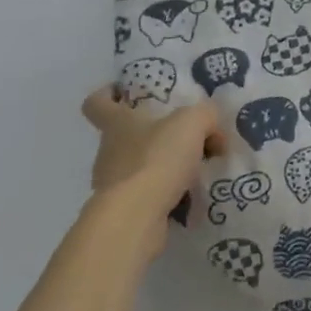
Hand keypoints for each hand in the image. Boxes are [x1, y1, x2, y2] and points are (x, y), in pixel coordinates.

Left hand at [80, 88, 224, 255]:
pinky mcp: (123, 212)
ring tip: (197, 168)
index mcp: (117, 123)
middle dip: (154, 134)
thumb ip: (206, 116)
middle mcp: (109, 151)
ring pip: (139, 166)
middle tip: (186, 136)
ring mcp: (113, 184)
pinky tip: (192, 195)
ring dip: (164, 166)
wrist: (135, 218)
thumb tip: (212, 130)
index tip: (123, 93)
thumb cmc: (157, 158)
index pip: (97, 103)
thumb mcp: (193, 122)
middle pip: (126, 135)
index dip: (107, 95)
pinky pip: (148, 195)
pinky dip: (167, 193)